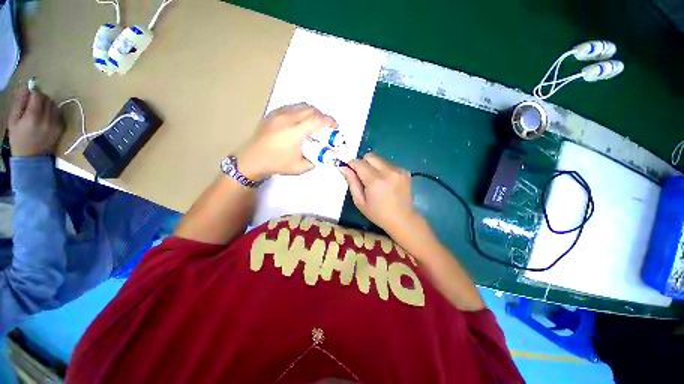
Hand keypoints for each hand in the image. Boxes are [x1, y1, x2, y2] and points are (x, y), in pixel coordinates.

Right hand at [7, 88, 63, 156]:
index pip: (38, 96)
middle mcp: (47, 119)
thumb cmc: (18, 138)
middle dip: (41, 98)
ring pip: (55, 105)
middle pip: (48, 99)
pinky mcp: (62, 128)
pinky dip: (53, 112)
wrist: (31, 158)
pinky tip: (46, 117)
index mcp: (33, 116)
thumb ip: (19, 103)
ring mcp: (56, 124)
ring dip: (48, 104)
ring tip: (40, 111)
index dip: (34, 92)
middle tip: (34, 103)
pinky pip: (59, 114)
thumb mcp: (13, 120)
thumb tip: (26, 88)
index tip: (30, 93)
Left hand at [236, 103, 336, 179]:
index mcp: (296, 132)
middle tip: (325, 126)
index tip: (335, 126)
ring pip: (301, 105)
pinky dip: (300, 111)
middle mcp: (288, 119)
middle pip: (311, 109)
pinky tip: (300, 121)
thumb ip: (315, 160)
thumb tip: (323, 153)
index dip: (330, 121)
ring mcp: (279, 114)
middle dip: (322, 116)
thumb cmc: (277, 164)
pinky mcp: (272, 113)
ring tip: (314, 123)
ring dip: (312, 112)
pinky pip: (291, 107)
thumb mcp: (300, 167)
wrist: (252, 159)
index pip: (318, 120)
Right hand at [341, 153, 419, 233]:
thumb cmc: (378, 214)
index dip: (351, 165)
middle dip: (363, 163)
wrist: (402, 219)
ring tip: (375, 181)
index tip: (350, 171)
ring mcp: (398, 170)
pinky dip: (383, 169)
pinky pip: (388, 163)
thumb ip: (352, 182)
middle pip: (370, 156)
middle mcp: (388, 171)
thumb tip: (343, 167)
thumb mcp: (360, 201)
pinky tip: (385, 182)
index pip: (359, 163)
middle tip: (362, 177)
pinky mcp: (405, 171)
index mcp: (375, 181)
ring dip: (373, 166)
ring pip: (379, 158)